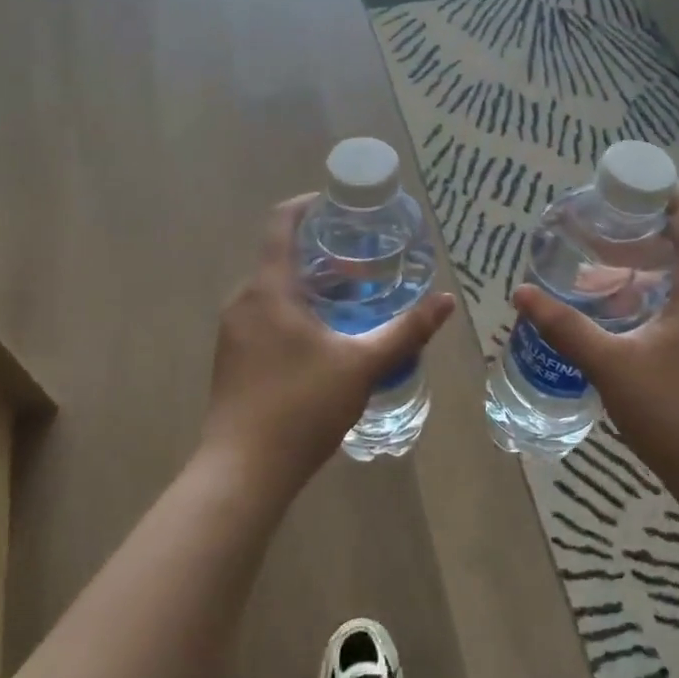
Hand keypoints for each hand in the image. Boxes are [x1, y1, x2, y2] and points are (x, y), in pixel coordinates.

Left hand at [205, 195, 455, 497]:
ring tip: (353, 298)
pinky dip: (295, 311)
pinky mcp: (233, 358)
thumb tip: (445, 302)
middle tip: (365, 261)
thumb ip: (405, 331)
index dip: (309, 205)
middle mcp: (244, 300)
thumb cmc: (301, 407)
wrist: (243, 472)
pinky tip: (325, 338)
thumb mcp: (362, 365)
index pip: (281, 223)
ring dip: (310, 285)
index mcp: (269, 289)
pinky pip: (266, 316)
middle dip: (322, 253)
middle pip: (281, 257)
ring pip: (274, 290)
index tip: (341, 206)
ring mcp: (233, 331)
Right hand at [512, 186, 678, 503]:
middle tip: (593, 242)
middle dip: (639, 238)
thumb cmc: (675, 414)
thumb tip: (521, 293)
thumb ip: (564, 325)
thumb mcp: (610, 366)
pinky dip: (664, 300)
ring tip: (603, 285)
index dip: (658, 191)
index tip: (617, 194)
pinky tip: (631, 325)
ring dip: (649, 273)